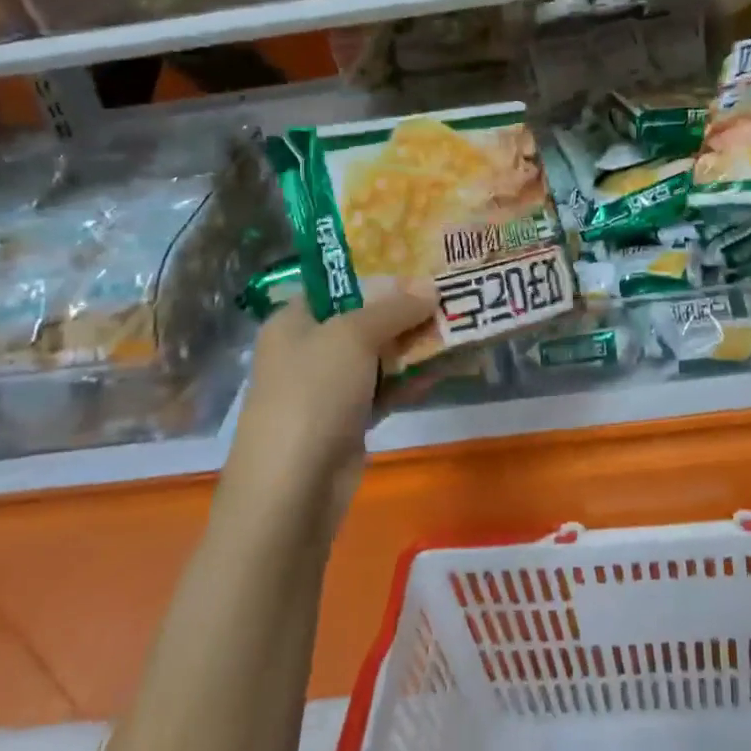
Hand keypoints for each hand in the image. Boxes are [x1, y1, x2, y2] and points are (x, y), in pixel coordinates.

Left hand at [220, 281, 436, 537]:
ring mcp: (328, 387)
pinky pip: (385, 388)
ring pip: (378, 354)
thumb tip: (430, 287)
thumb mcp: (353, 336)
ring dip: (413, 344)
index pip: (335, 283)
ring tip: (457, 323)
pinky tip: (446, 366)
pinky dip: (411, 378)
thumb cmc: (312, 393)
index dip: (375, 270)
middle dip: (404, 308)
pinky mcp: (348, 420)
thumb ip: (394, 308)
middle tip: (447, 291)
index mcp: (293, 320)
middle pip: (362, 317)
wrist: (293, 488)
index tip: (418, 262)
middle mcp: (308, 348)